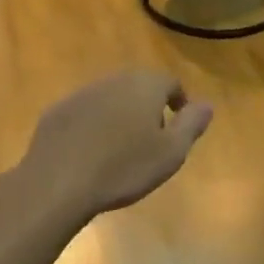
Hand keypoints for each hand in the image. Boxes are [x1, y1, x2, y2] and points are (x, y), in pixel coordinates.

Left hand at [10, 71, 212, 223]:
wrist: (57, 182)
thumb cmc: (123, 168)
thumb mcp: (171, 152)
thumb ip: (192, 124)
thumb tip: (207, 104)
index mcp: (145, 85)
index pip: (170, 83)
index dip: (179, 103)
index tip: (179, 126)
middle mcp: (113, 80)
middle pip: (139, 87)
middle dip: (148, 107)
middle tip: (153, 138)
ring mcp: (81, 94)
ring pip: (110, 98)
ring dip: (120, 115)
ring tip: (122, 148)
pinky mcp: (56, 112)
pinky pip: (84, 113)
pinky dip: (93, 126)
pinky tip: (91, 153)